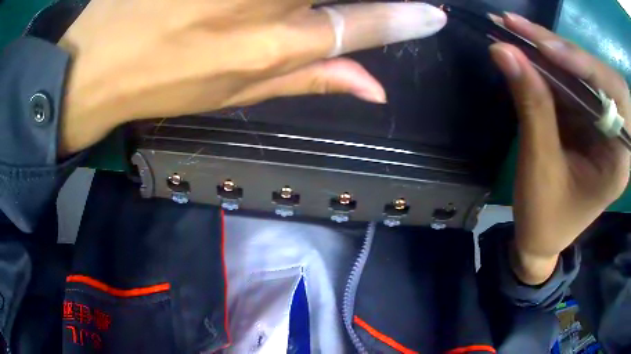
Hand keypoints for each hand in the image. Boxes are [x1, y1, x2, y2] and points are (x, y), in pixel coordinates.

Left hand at [57, 0, 445, 154]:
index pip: (363, 24)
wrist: (95, 66)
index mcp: (273, 46)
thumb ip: (310, 80)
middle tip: (398, 7)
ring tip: (269, 15)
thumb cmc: (160, 85)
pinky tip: (242, 7)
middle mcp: (263, 1)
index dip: (406, 18)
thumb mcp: (234, 94)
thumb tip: (375, 89)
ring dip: (303, 1)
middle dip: (379, 2)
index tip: (434, 14)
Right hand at [489, 13, 629, 283]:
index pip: (612, 97)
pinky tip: (524, 52)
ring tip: (514, 31)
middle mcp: (615, 135)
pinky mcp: (586, 118)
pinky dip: (546, 65)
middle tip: (518, 27)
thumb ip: (530, 106)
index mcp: (618, 160)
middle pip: (596, 76)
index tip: (545, 45)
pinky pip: (569, 82)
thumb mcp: (539, 167)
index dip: (583, 65)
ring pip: (580, 73)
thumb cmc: (545, 218)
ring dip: (548, 51)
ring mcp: (601, 123)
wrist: (541, 238)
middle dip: (561, 49)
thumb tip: (503, 50)